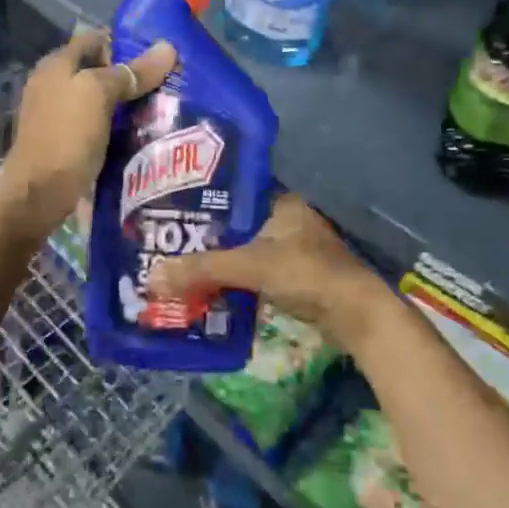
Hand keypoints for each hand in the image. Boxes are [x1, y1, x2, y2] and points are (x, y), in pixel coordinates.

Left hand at [0, 31, 175, 232]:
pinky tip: (141, 135)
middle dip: (131, 76)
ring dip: (127, 104)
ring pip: (99, 100)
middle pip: (98, 70)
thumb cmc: (66, 135)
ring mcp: (56, 115)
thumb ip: (131, 72)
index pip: (95, 39)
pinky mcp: (64, 142)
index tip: (160, 53)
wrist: (38, 194)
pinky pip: (97, 125)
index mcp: (56, 65)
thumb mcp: (99, 94)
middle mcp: (53, 84)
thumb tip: (168, 48)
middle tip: (168, 83)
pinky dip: (117, 127)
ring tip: (163, 109)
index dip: (126, 42)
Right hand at [149, 193, 394, 352]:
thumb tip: (151, 278)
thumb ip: (203, 270)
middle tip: (169, 242)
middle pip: (237, 224)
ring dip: (220, 261)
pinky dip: (234, 281)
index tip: (171, 209)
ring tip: (180, 266)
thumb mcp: (250, 266)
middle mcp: (287, 220)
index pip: (233, 191)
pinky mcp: (296, 278)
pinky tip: (209, 288)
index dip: (203, 200)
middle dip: (207, 236)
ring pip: (245, 250)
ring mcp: (294, 250)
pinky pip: (254, 273)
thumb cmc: (306, 274)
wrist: (357, 316)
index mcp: (281, 201)